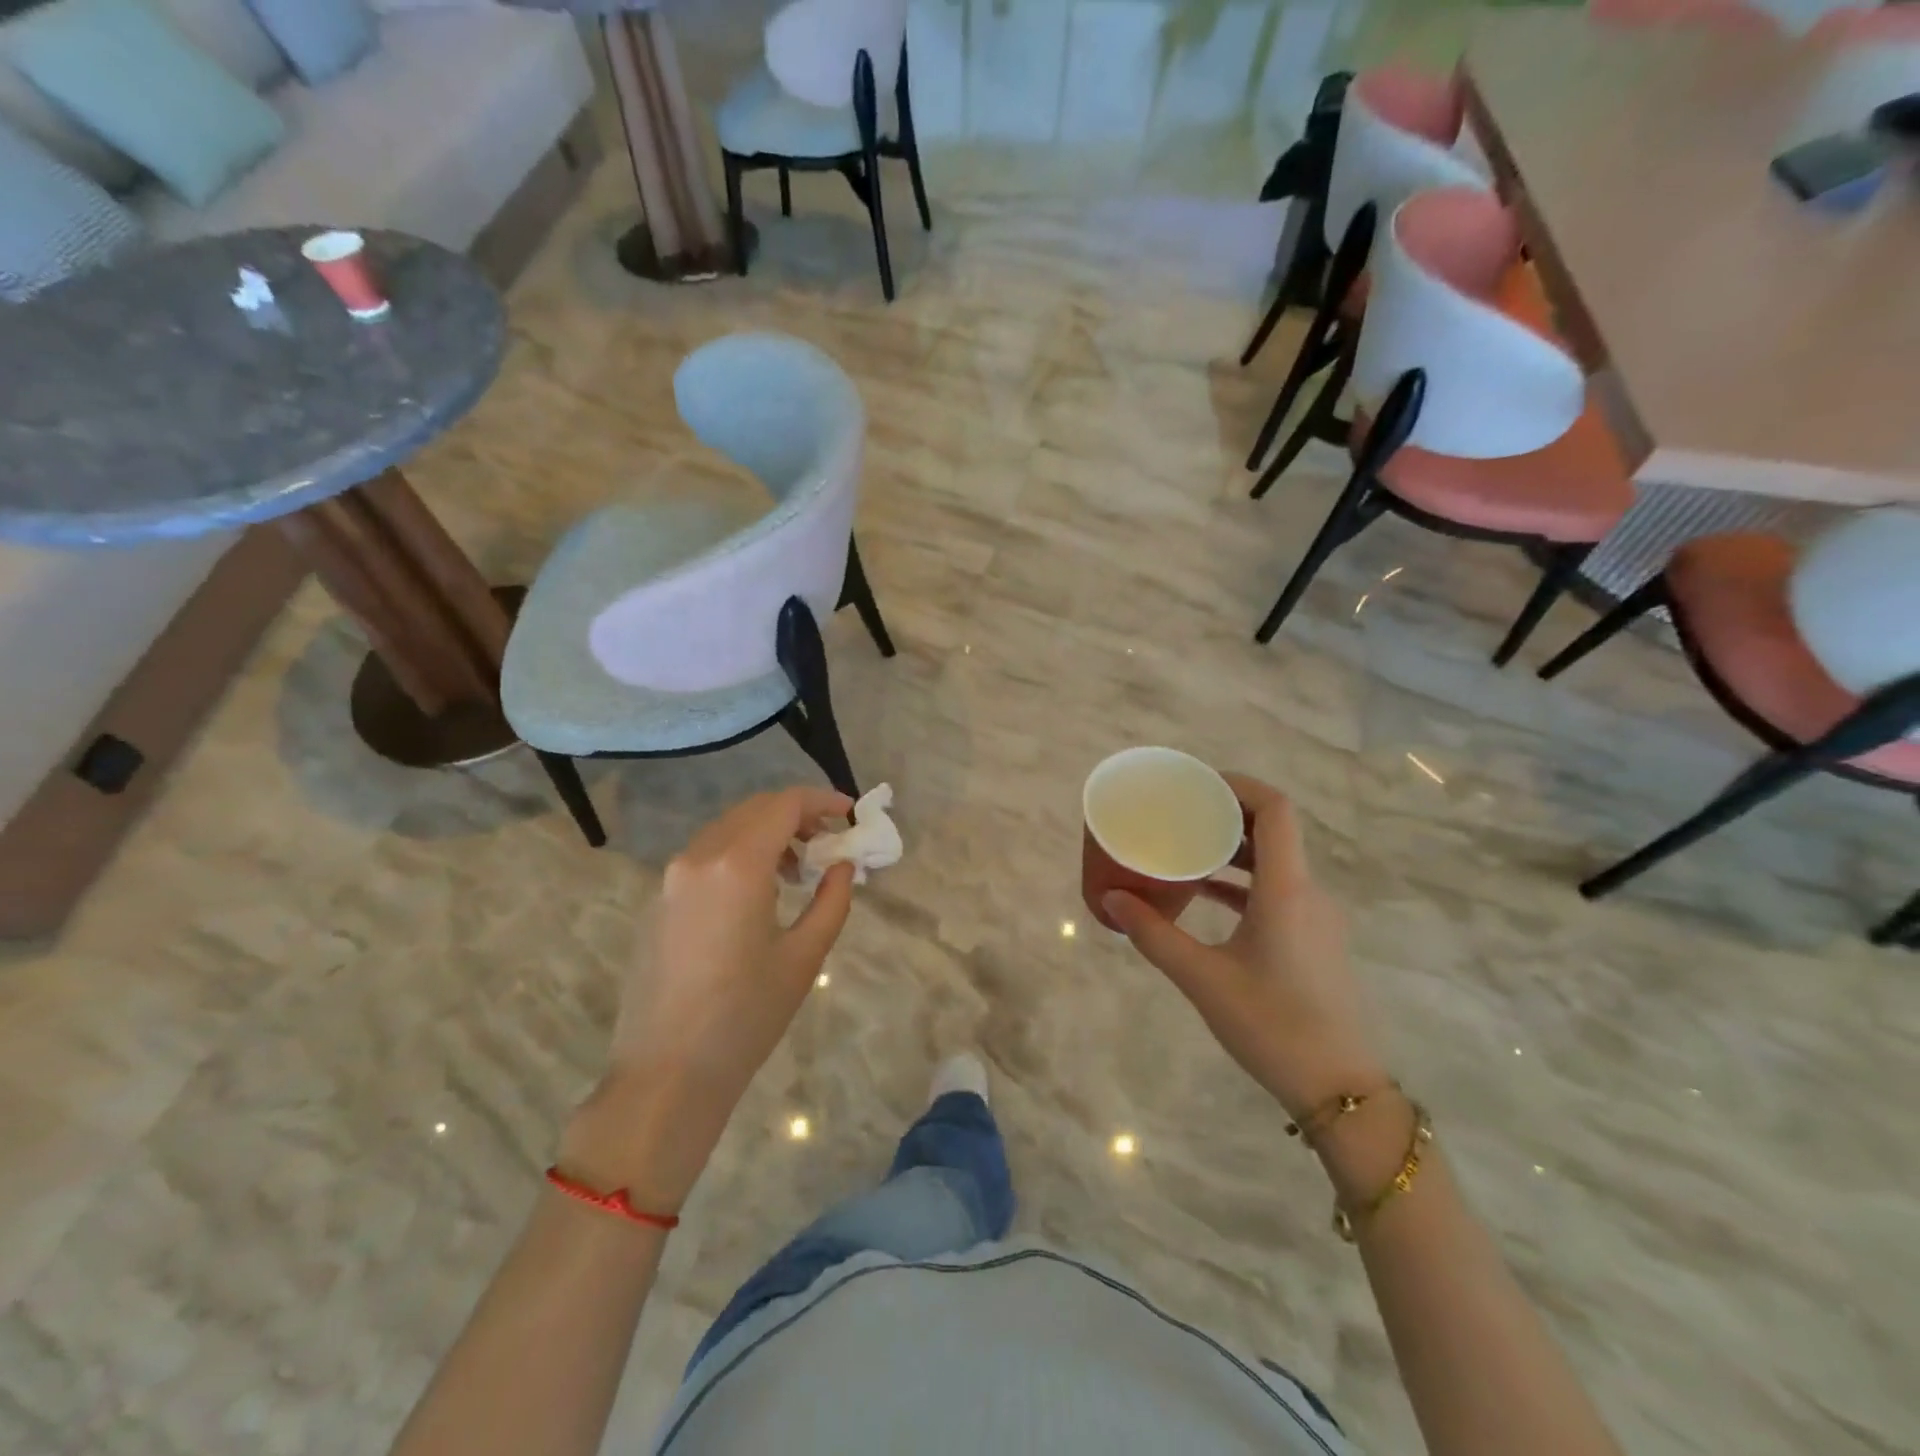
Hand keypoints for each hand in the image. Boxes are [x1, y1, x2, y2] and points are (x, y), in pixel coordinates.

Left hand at [560, 788, 856, 1210]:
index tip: (851, 814)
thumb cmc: (745, 1017)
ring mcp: (671, 877)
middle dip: (797, 816)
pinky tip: (759, 893)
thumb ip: (832, 900)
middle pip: (755, 809)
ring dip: (768, 834)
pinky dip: (740, 854)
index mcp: (736, 865)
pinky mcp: (659, 900)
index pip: (784, 805)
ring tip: (799, 871)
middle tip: (829, 842)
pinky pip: (706, 855)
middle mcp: (698, 857)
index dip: (822, 801)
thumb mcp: (804, 957)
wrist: (665, 1074)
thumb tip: (843, 866)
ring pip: (728, 829)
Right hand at [1103, 775, 1385, 1119]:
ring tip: (1186, 846)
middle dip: (1228, 813)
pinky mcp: (1315, 939)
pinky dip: (1243, 881)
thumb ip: (1153, 934)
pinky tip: (1206, 892)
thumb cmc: (1271, 1026)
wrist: (1341, 1090)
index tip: (1197, 784)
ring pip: (1276, 861)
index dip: (1239, 786)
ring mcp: (1317, 917)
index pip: (1276, 810)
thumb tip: (1110, 899)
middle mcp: (1309, 892)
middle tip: (1180, 811)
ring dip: (1234, 848)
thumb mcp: (1202, 978)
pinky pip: (1279, 890)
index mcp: (1287, 890)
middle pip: (1275, 830)